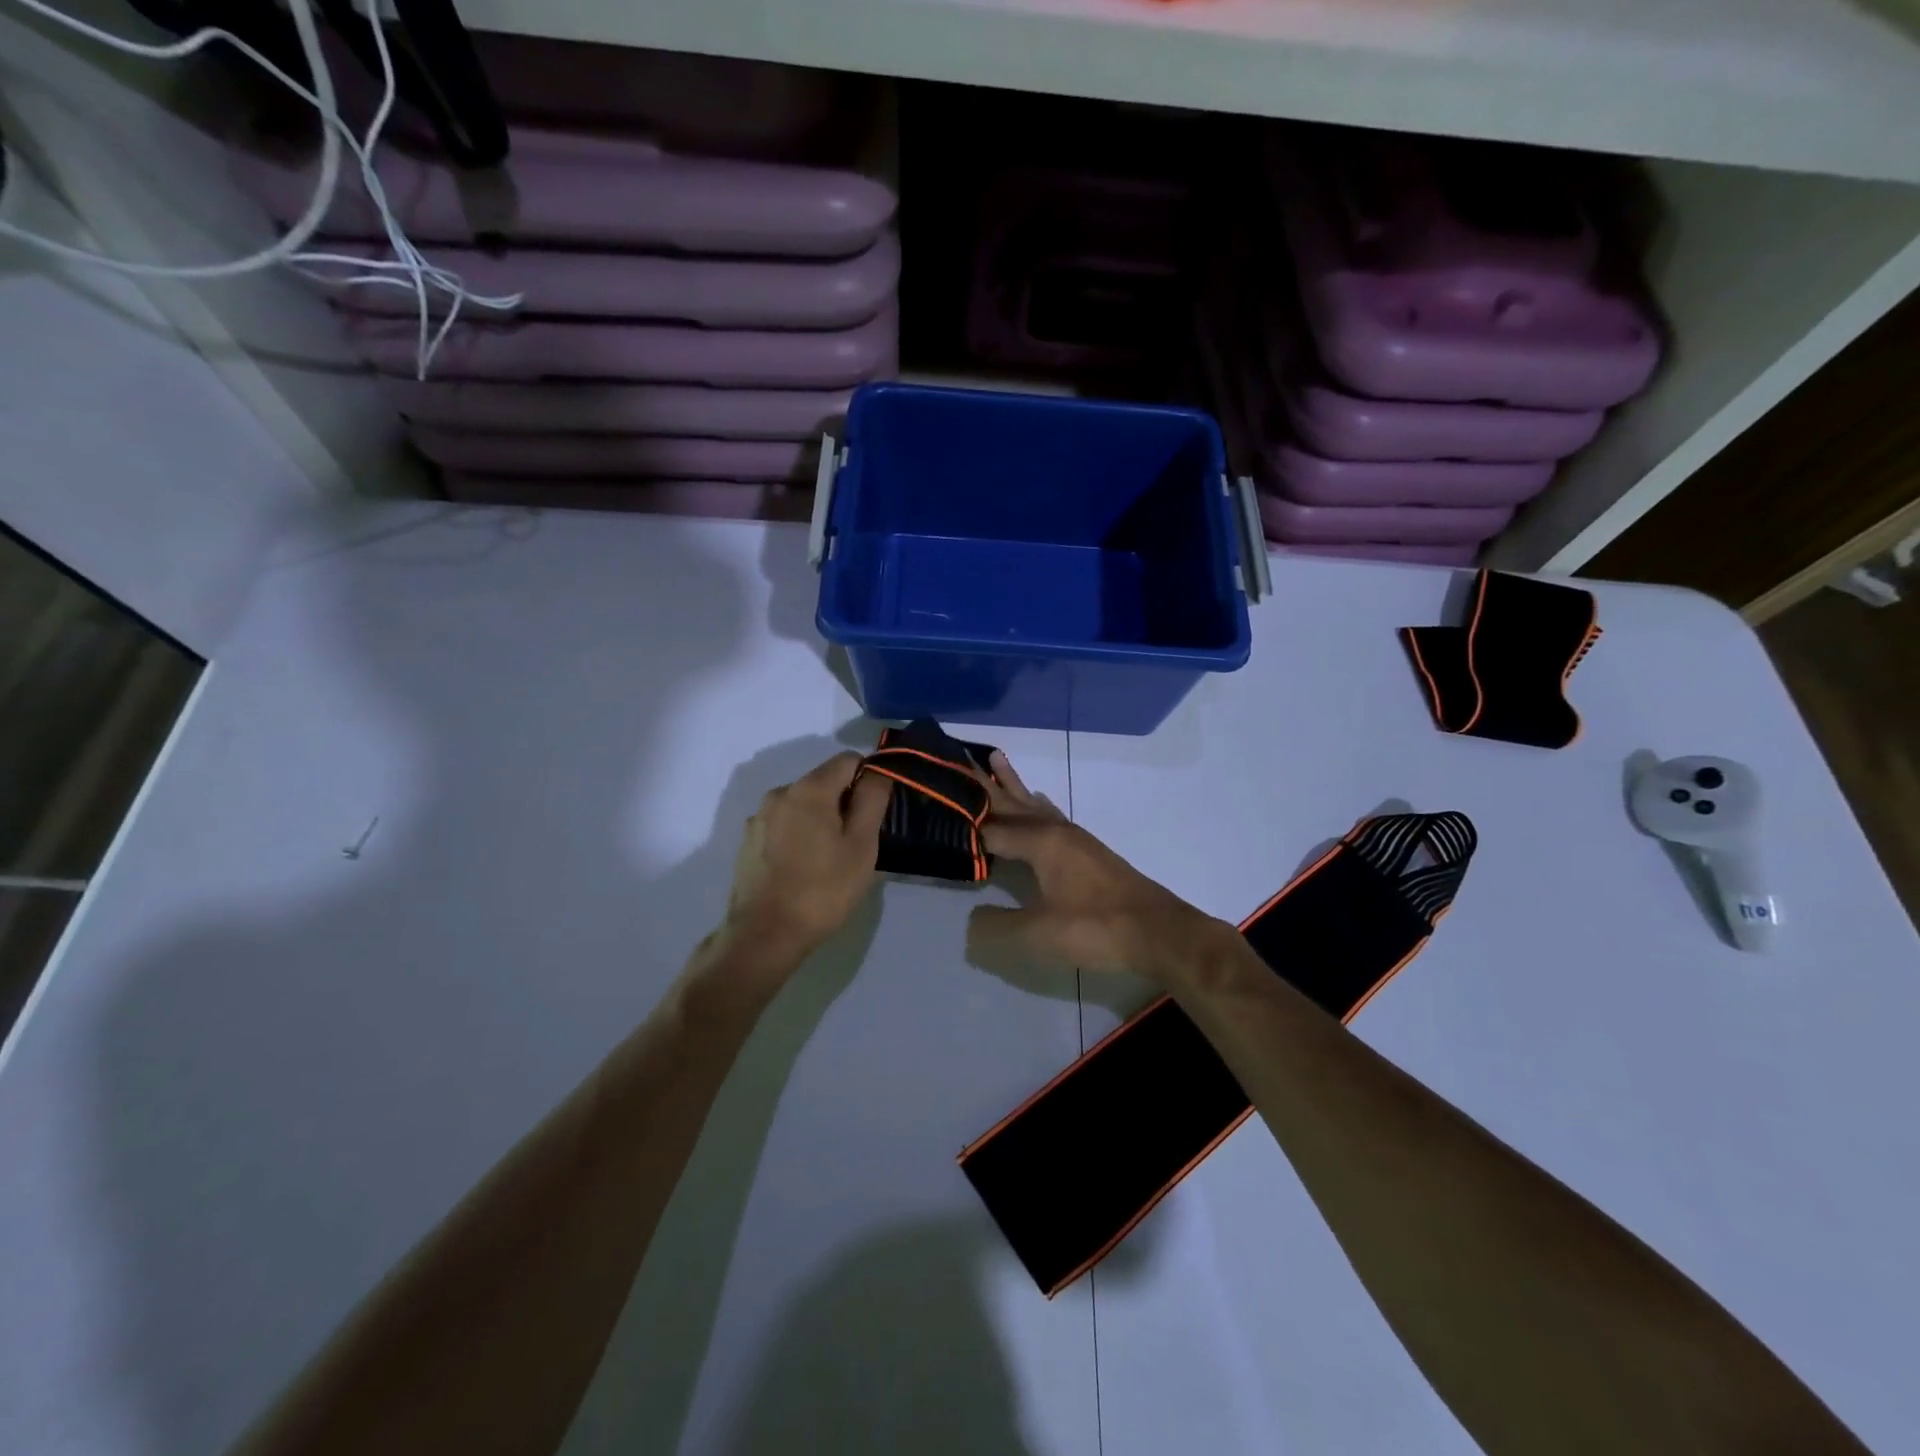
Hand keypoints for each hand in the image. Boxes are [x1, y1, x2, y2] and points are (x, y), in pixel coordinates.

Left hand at [721, 751, 891, 966]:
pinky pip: (783, 824)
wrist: (764, 935)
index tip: (875, 813)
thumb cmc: (823, 890)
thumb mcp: (862, 846)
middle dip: (843, 802)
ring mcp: (759, 818)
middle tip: (855, 844)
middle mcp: (779, 793)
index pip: (848, 760)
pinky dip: (798, 835)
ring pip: (802, 805)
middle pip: (823, 782)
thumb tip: (876, 771)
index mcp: (809, 789)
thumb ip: (872, 799)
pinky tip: (802, 869)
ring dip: (820, 820)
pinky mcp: (748, 841)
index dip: (868, 778)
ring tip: (828, 860)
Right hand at [968, 753, 1229, 985]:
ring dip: (1012, 784)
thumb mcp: (1038, 934)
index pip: (990, 827)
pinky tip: (1039, 800)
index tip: (934, 801)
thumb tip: (970, 919)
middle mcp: (1055, 830)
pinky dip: (1037, 804)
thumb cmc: (1096, 928)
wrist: (1158, 931)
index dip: (963, 820)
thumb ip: (997, 926)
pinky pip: (1052, 815)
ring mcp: (1074, 837)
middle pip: (1012, 802)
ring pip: (1034, 804)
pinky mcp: (1088, 850)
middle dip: (984, 783)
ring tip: (996, 758)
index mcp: (1040, 842)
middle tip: (958, 757)